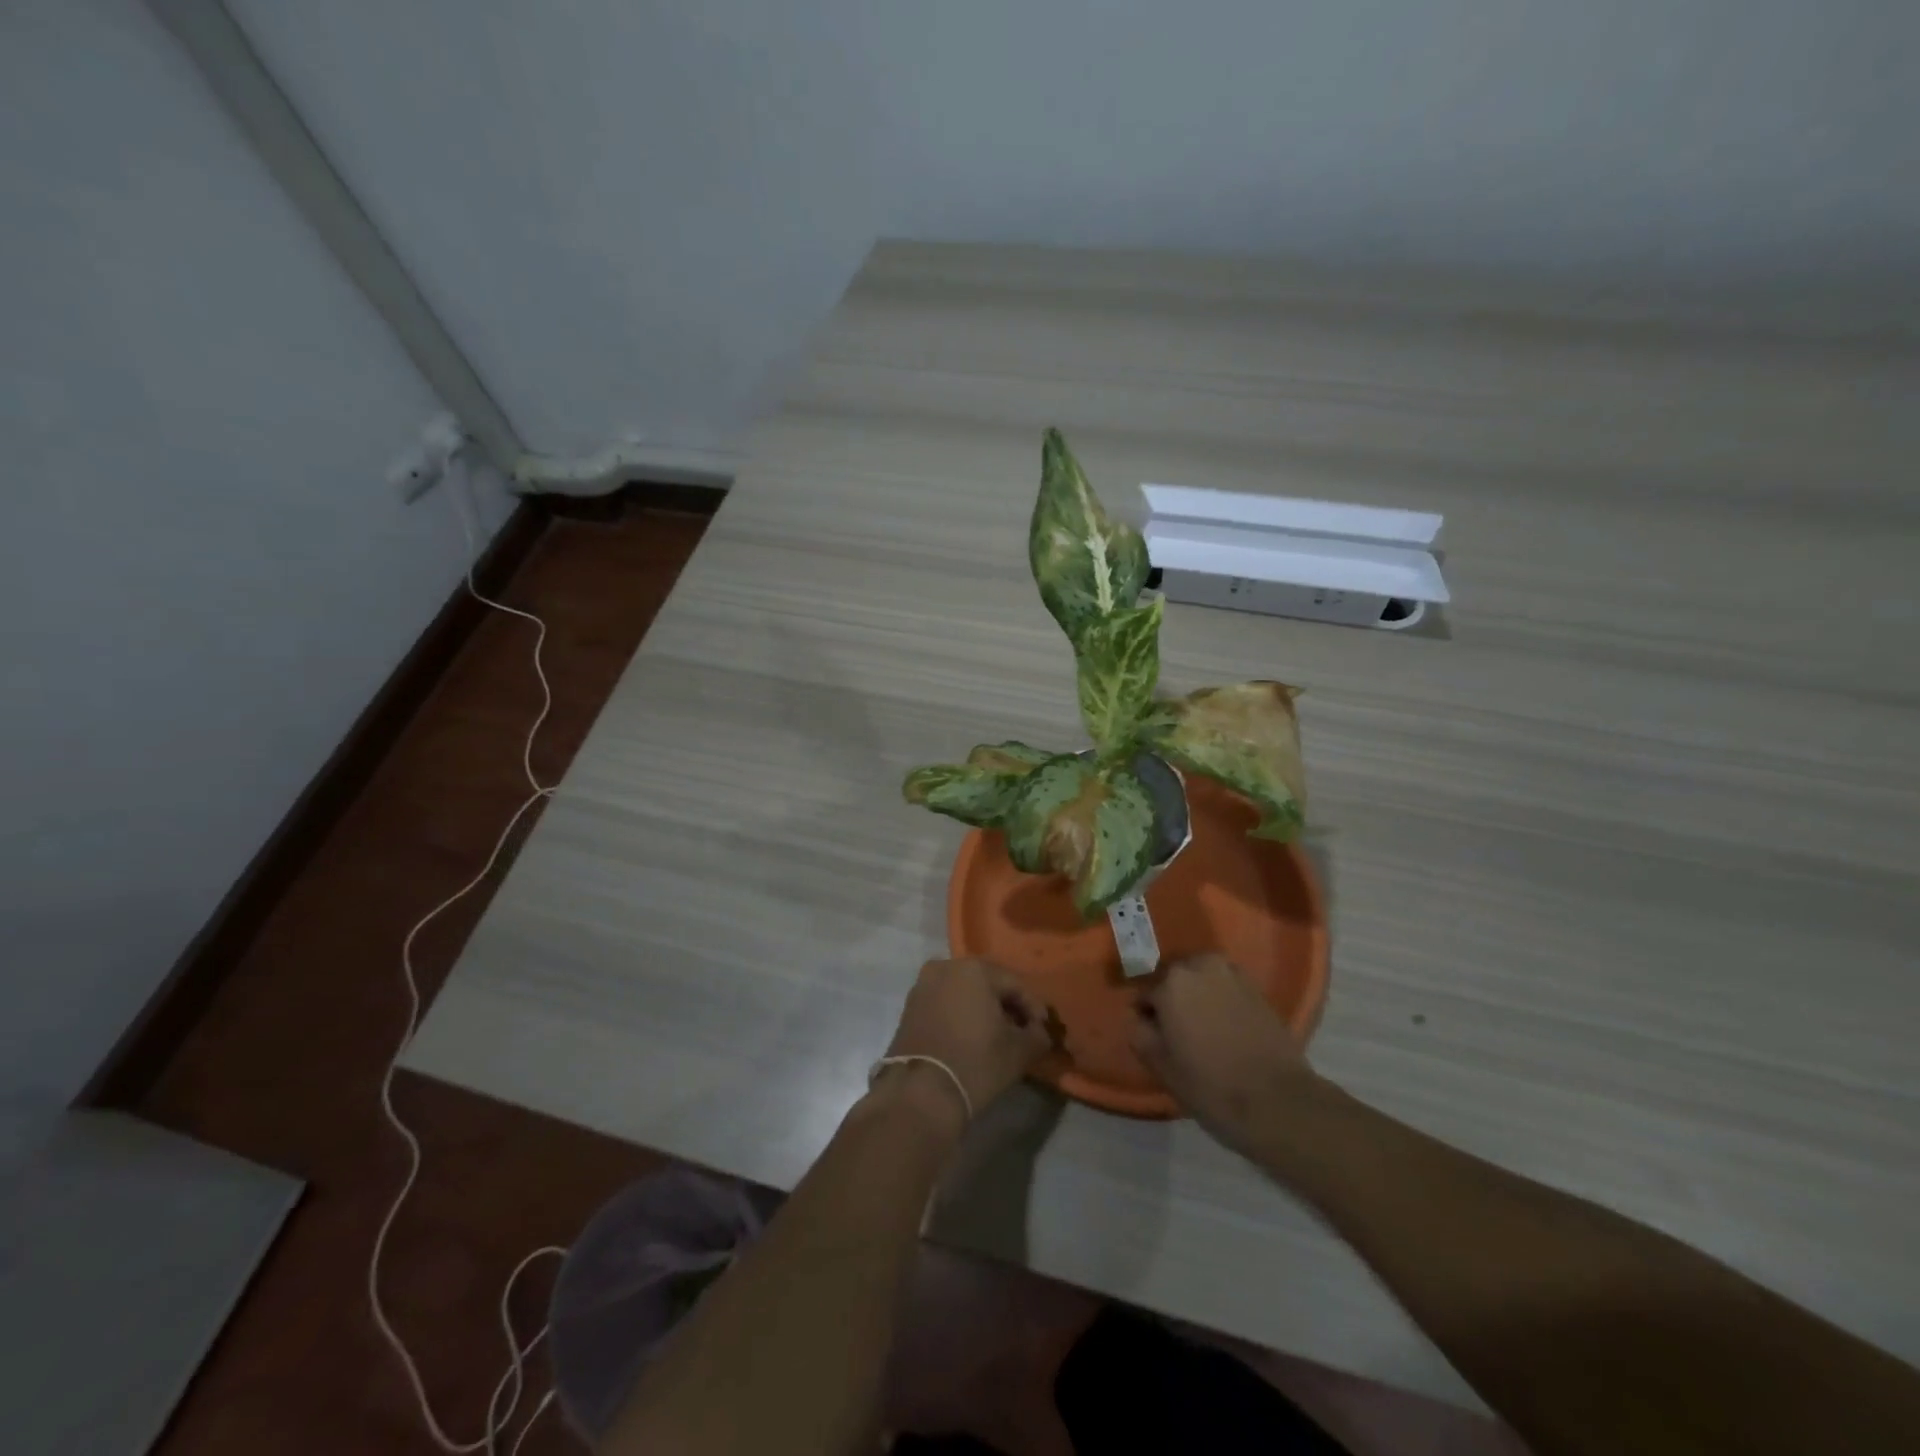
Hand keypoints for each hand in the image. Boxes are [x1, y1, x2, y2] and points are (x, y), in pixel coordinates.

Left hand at [882, 959, 1052, 1124]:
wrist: (920, 1093)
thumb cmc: (975, 1063)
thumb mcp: (1019, 1052)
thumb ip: (1037, 1035)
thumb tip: (1039, 1032)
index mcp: (974, 969)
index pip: (1015, 984)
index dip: (1033, 1008)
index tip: (1042, 1031)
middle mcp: (945, 967)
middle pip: (987, 984)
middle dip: (1006, 1006)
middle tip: (1021, 1031)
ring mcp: (923, 986)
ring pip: (964, 993)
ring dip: (982, 1010)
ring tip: (997, 1037)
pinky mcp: (909, 1007)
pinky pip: (944, 1004)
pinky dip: (960, 1016)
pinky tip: (970, 1039)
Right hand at [1131, 955, 1318, 1155]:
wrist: (1277, 1102)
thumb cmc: (1210, 1085)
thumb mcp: (1161, 1066)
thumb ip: (1140, 1034)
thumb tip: (1140, 1019)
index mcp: (1171, 982)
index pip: (1146, 993)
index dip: (1147, 1016)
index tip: (1154, 1037)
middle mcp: (1200, 966)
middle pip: (1175, 979)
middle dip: (1173, 999)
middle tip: (1177, 1032)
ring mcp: (1233, 975)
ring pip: (1202, 979)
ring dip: (1198, 995)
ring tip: (1202, 1028)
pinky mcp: (1257, 989)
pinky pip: (1226, 987)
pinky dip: (1221, 1000)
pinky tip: (1226, 1028)